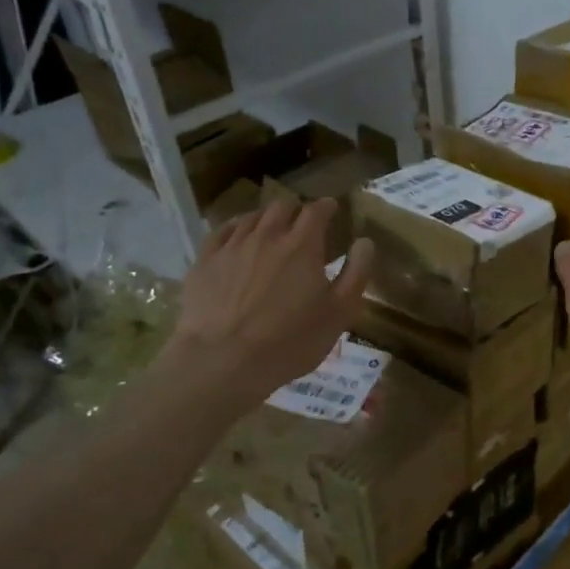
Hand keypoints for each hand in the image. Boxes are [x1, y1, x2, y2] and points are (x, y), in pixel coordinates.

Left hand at [163, 199, 372, 397]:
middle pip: (282, 207)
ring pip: (251, 216)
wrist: (223, 361)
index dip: (326, 206)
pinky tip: (238, 236)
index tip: (332, 208)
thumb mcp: (339, 313)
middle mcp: (267, 236)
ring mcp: (232, 246)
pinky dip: (236, 227)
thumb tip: (365, 241)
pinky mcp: (204, 262)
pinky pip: (222, 232)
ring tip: (272, 227)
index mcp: (302, 245)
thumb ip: (356, 273)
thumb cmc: (290, 340)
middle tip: (302, 220)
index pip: (317, 211)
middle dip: (296, 208)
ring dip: (266, 217)